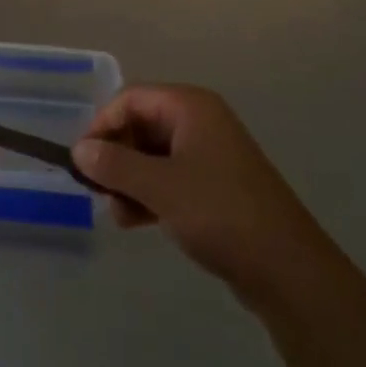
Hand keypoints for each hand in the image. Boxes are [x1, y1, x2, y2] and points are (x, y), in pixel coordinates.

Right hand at [72, 85, 324, 302]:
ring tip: (117, 214)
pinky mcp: (214, 186)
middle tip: (98, 191)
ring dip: (129, 180)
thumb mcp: (160, 187)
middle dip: (116, 156)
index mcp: (190, 106)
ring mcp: (209, 154)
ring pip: (153, 155)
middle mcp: (199, 122)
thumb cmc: (219, 212)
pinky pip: (170, 178)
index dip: (103, 124)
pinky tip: (135, 221)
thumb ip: (115, 164)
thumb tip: (79, 149)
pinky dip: (149, 194)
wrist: (286, 267)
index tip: (82, 159)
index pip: (132, 99)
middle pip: (141, 125)